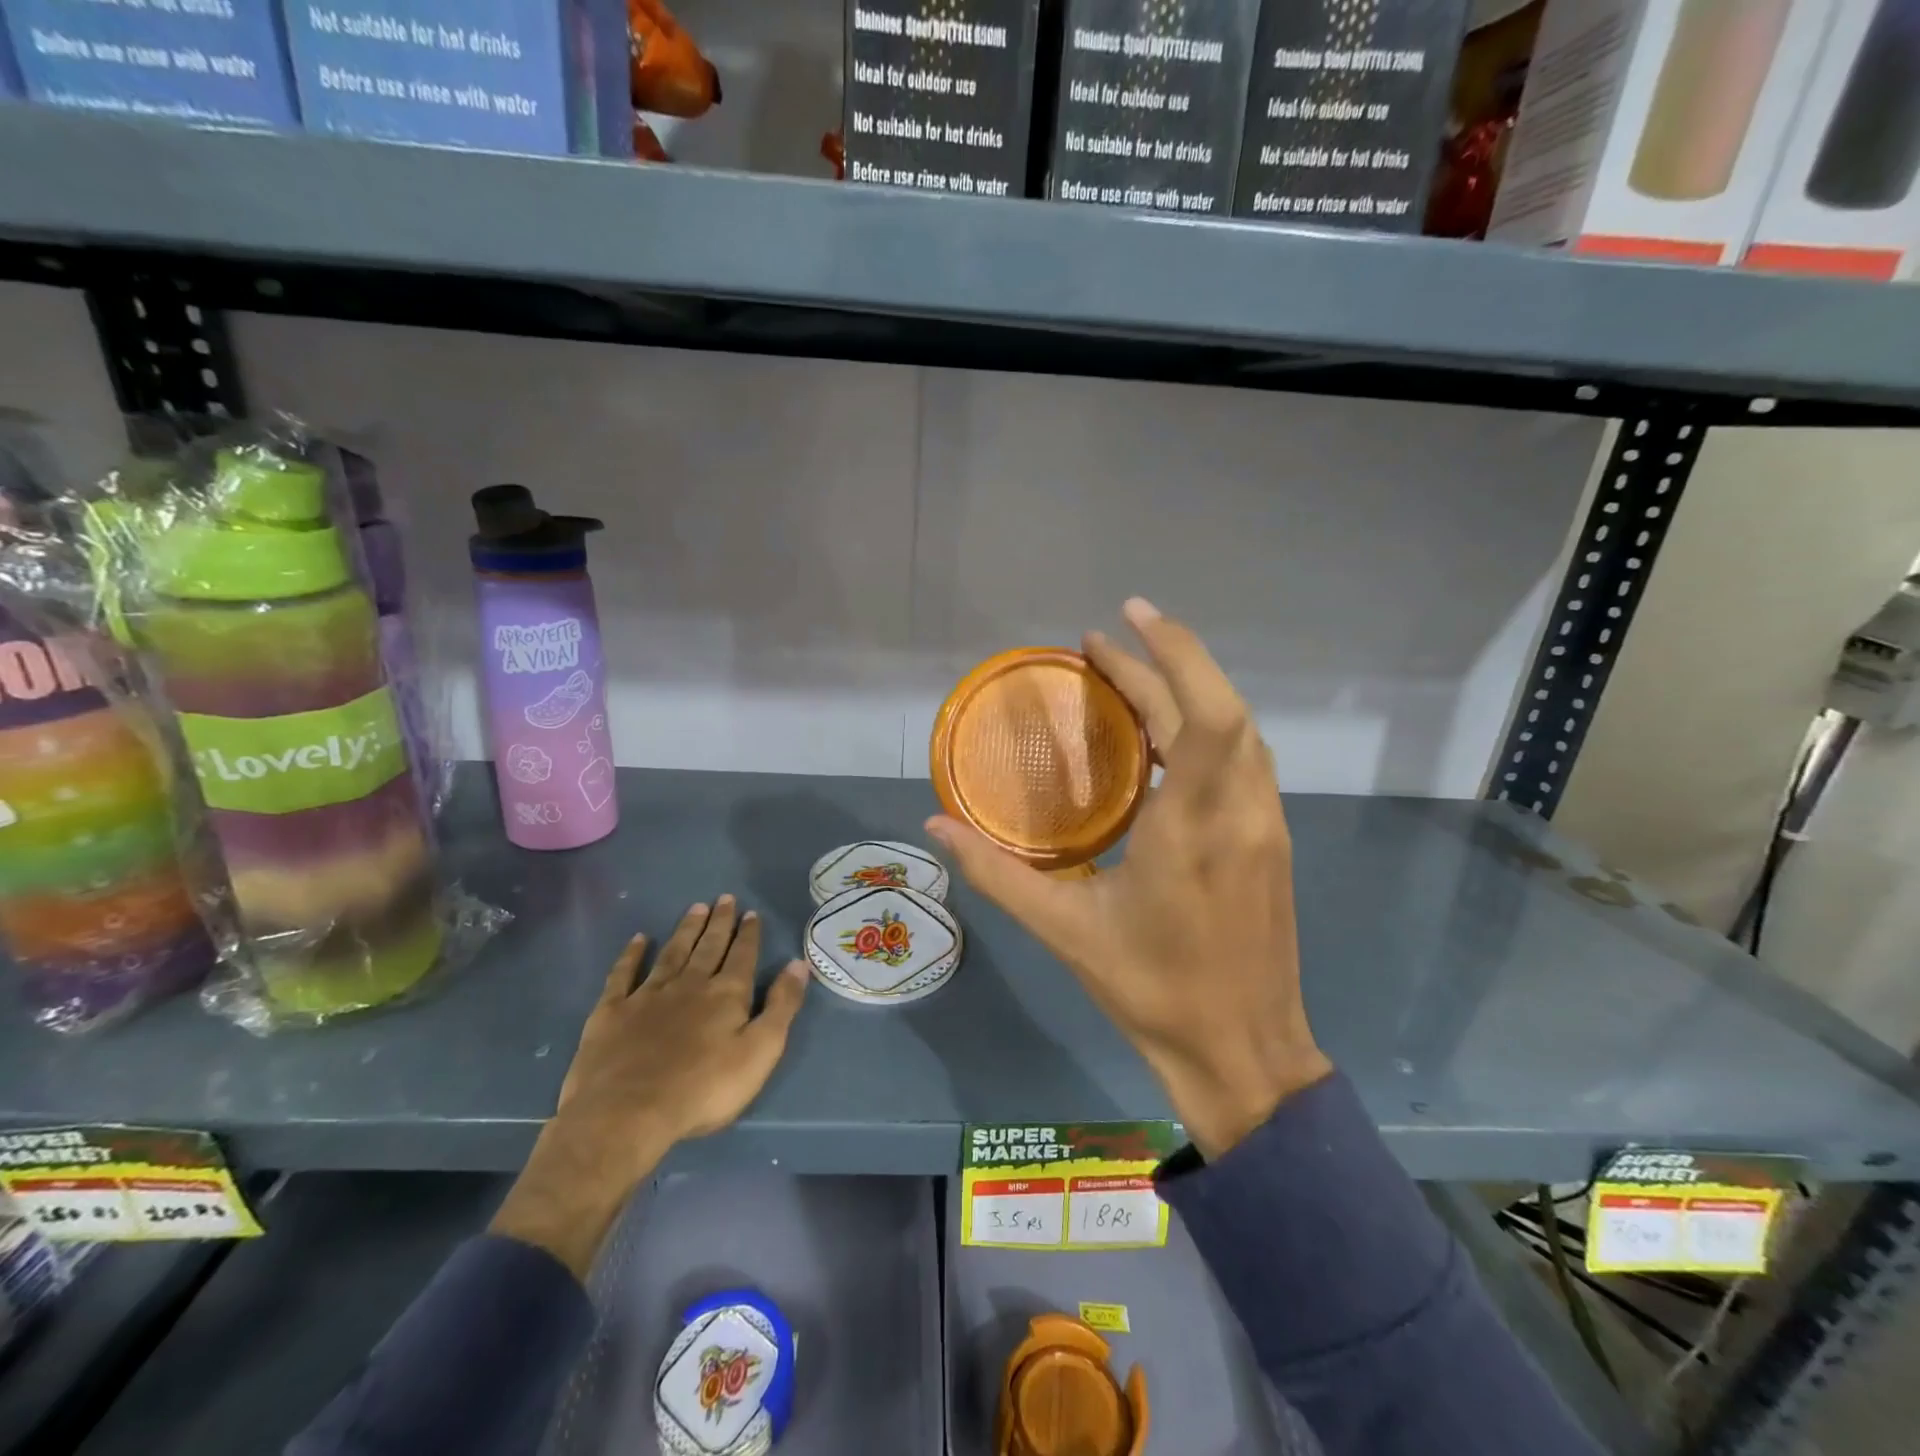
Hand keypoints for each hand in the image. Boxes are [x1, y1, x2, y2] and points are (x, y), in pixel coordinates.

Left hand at [490, 896, 808, 1276]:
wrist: (627, 1113)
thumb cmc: (703, 1089)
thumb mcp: (760, 1051)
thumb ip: (781, 1006)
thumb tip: (798, 964)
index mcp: (726, 995)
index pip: (742, 956)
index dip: (748, 935)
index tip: (751, 912)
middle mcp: (689, 985)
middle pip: (708, 947)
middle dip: (719, 923)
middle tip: (724, 898)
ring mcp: (648, 996)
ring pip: (672, 953)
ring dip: (685, 930)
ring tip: (695, 908)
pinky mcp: (612, 1012)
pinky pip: (623, 974)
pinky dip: (632, 955)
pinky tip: (639, 940)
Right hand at [928, 599, 1330, 1161]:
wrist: (1244, 1053)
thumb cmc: (1153, 992)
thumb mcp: (1065, 932)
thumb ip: (997, 875)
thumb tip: (936, 827)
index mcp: (1193, 828)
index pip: (1206, 715)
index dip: (1174, 653)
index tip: (1124, 619)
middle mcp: (1240, 812)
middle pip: (1218, 709)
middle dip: (1162, 663)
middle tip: (1100, 645)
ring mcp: (1265, 825)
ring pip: (1238, 732)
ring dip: (1187, 692)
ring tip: (1127, 679)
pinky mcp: (1271, 840)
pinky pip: (1242, 761)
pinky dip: (1205, 729)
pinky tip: (1164, 740)